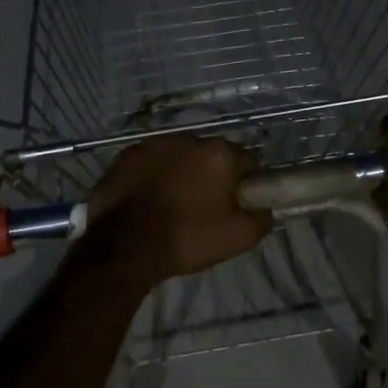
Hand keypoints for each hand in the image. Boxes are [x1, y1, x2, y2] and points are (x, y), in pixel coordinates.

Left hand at [82, 136, 270, 283]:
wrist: (124, 247)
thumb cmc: (187, 239)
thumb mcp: (239, 237)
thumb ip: (261, 217)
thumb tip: (262, 208)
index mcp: (218, 153)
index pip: (247, 161)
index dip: (246, 184)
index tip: (238, 205)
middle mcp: (186, 139)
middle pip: (210, 156)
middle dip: (211, 175)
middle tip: (206, 207)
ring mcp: (151, 145)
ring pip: (178, 157)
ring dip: (181, 173)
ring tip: (173, 204)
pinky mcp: (124, 156)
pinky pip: (150, 164)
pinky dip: (153, 176)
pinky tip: (149, 200)